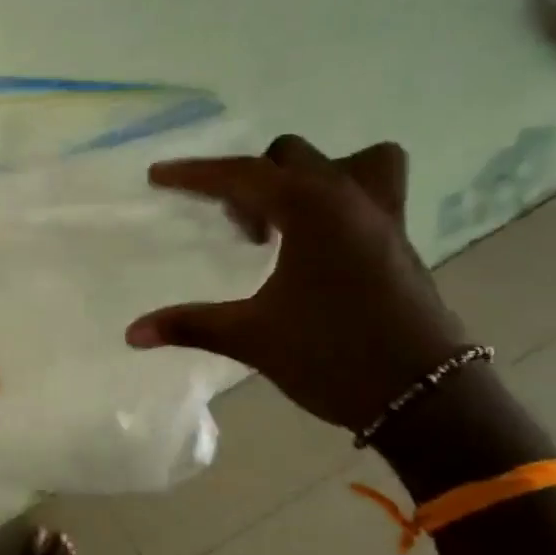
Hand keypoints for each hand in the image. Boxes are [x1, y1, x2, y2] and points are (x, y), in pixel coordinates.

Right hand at [126, 135, 469, 432]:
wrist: (424, 396)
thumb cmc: (332, 356)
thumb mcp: (250, 338)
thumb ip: (189, 325)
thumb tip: (131, 334)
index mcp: (311, 210)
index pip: (241, 175)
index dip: (194, 175)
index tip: (157, 176)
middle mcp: (350, 199)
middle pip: (290, 158)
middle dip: (250, 181)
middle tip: (236, 228)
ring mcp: (384, 219)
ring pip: (349, 163)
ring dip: (307, 180)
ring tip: (283, 221)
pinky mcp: (400, 243)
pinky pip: (369, 194)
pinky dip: (337, 201)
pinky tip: (315, 246)